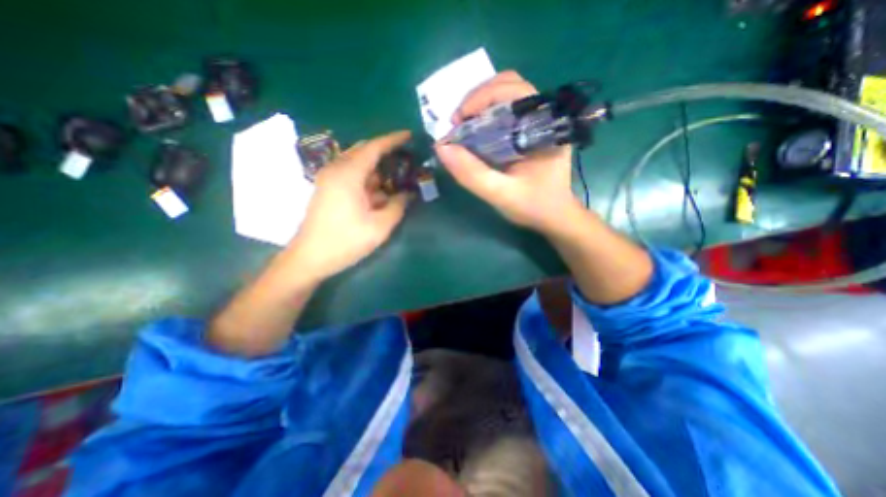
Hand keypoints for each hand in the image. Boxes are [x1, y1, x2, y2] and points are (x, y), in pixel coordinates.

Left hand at [286, 130, 413, 282]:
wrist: (310, 258)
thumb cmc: (345, 241)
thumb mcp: (380, 226)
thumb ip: (398, 206)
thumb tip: (407, 193)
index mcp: (348, 174)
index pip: (373, 147)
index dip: (393, 140)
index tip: (409, 135)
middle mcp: (336, 170)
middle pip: (364, 152)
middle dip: (386, 154)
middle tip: (407, 160)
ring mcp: (329, 179)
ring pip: (358, 165)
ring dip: (378, 170)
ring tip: (398, 178)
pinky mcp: (327, 189)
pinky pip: (352, 176)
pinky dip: (368, 180)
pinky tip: (381, 193)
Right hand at [434, 70, 582, 236]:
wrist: (554, 216)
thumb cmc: (533, 206)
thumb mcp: (500, 194)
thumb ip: (472, 174)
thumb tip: (441, 147)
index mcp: (545, 127)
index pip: (513, 91)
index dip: (480, 98)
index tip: (457, 122)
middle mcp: (545, 116)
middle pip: (509, 85)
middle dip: (477, 99)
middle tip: (458, 124)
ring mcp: (539, 121)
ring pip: (507, 94)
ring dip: (480, 105)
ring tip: (464, 127)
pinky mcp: (532, 129)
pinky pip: (507, 110)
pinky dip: (486, 115)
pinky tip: (476, 132)